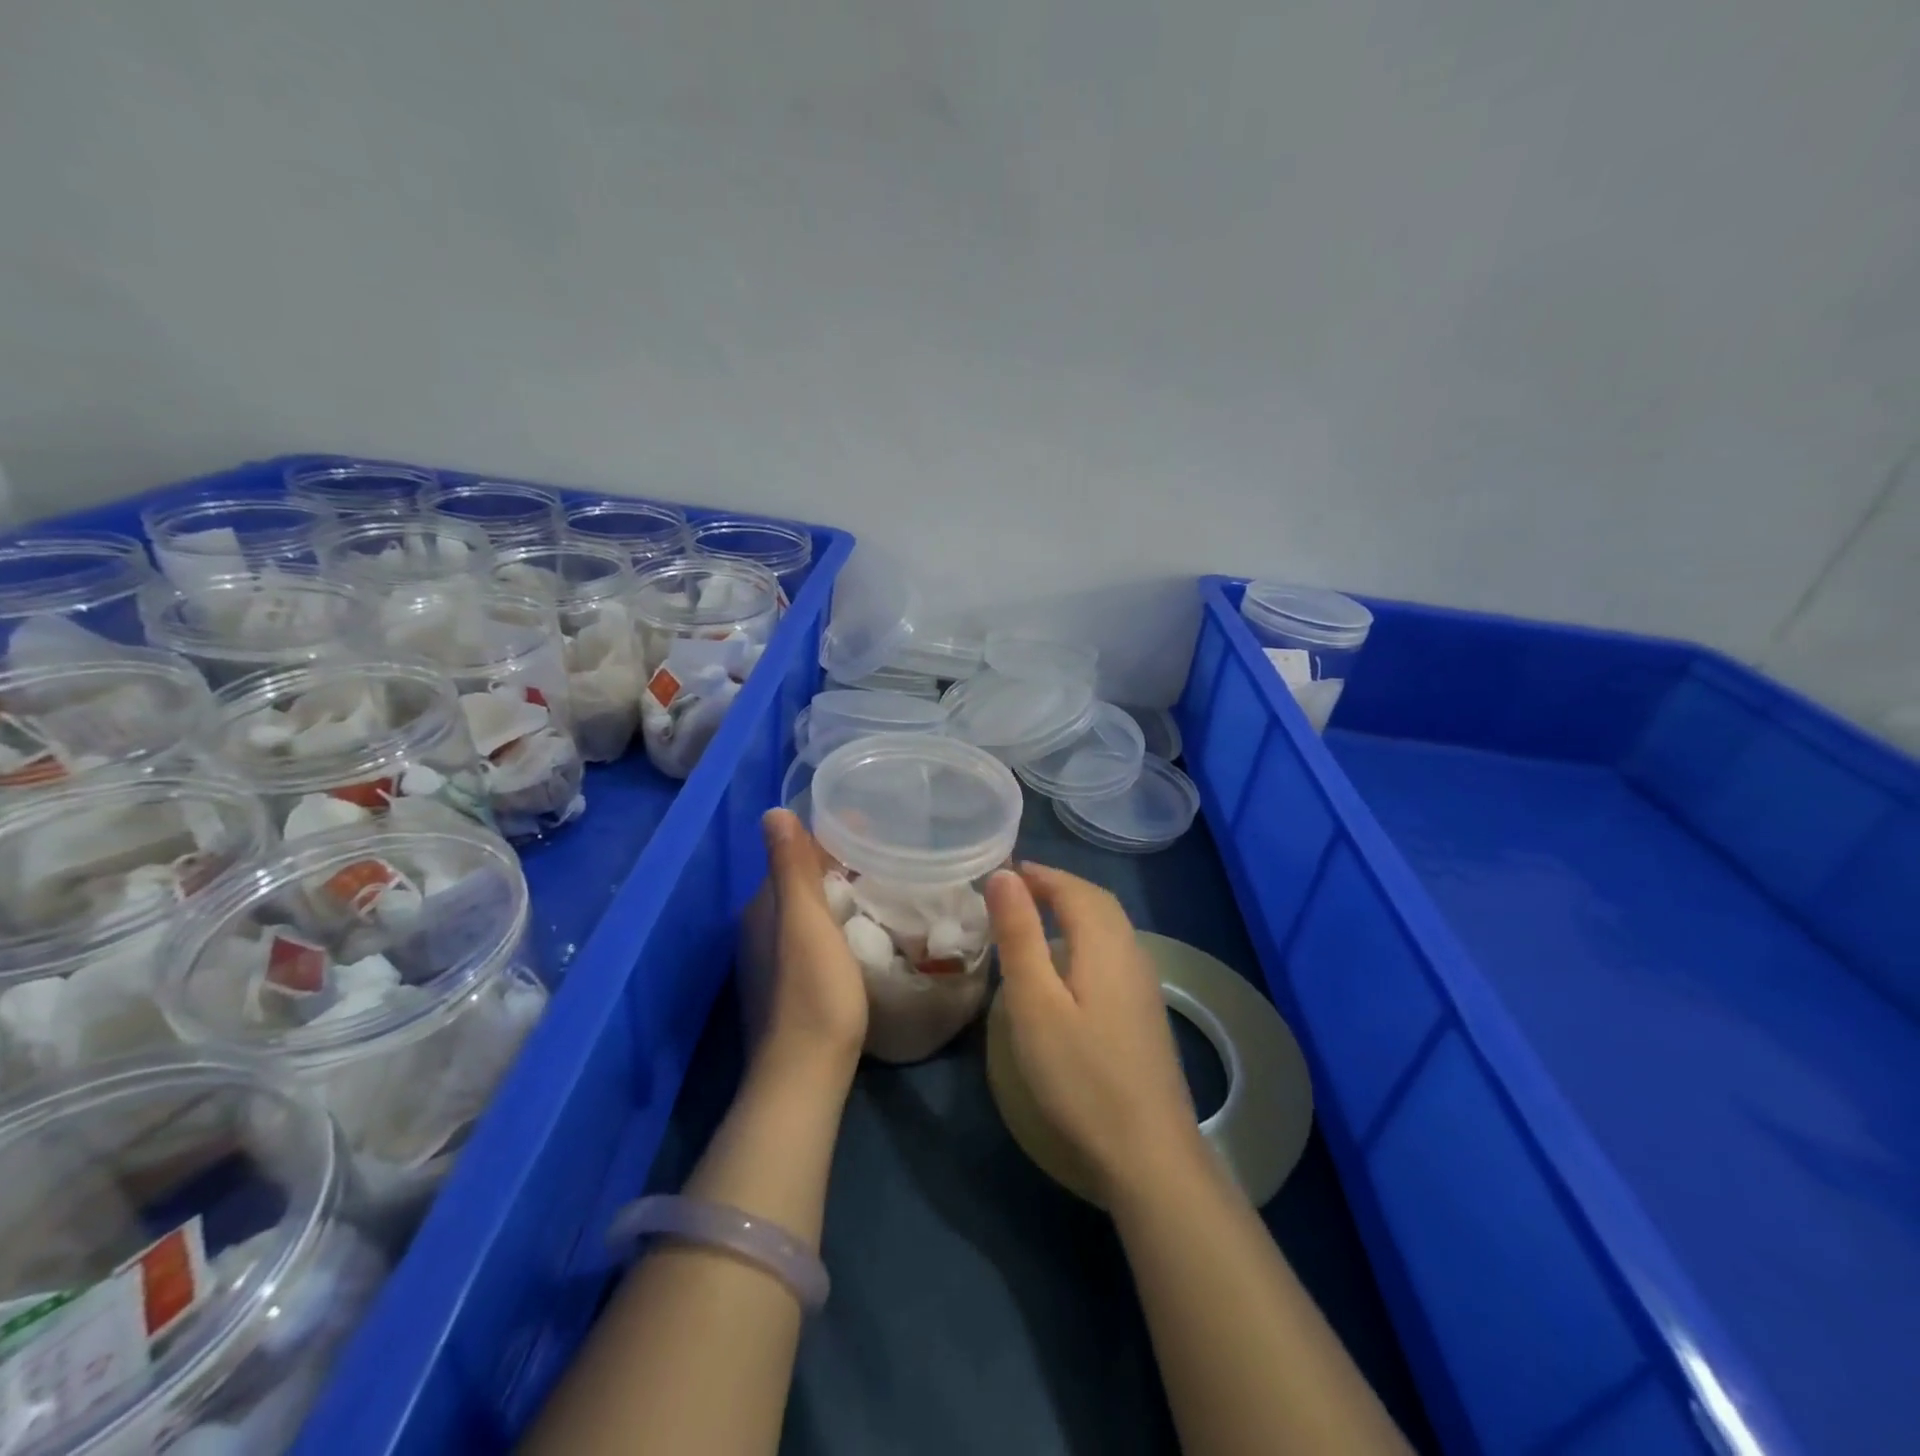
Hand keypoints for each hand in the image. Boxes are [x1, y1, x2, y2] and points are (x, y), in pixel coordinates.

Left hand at [755, 809, 867, 1074]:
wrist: (804, 1073)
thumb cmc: (813, 991)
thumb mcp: (805, 921)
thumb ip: (791, 868)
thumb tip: (773, 812)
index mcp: (761, 908)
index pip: (793, 856)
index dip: (830, 838)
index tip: (871, 829)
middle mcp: (758, 930)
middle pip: (799, 883)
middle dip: (836, 865)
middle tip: (885, 857)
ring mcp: (769, 963)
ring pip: (805, 912)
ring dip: (836, 895)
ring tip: (880, 888)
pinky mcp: (786, 989)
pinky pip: (811, 939)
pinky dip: (834, 925)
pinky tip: (861, 932)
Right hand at [986, 864, 1208, 1205]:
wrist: (1148, 1152)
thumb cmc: (1080, 1075)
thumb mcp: (1035, 1002)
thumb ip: (1019, 935)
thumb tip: (1003, 875)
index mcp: (1106, 943)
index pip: (1073, 887)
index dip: (1039, 874)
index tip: (1002, 872)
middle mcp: (1132, 952)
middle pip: (1096, 901)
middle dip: (1056, 886)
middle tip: (1014, 889)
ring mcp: (1144, 984)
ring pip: (1109, 926)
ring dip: (1073, 910)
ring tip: (1034, 919)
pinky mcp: (1145, 1011)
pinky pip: (1113, 950)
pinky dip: (1086, 936)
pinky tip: (1067, 965)